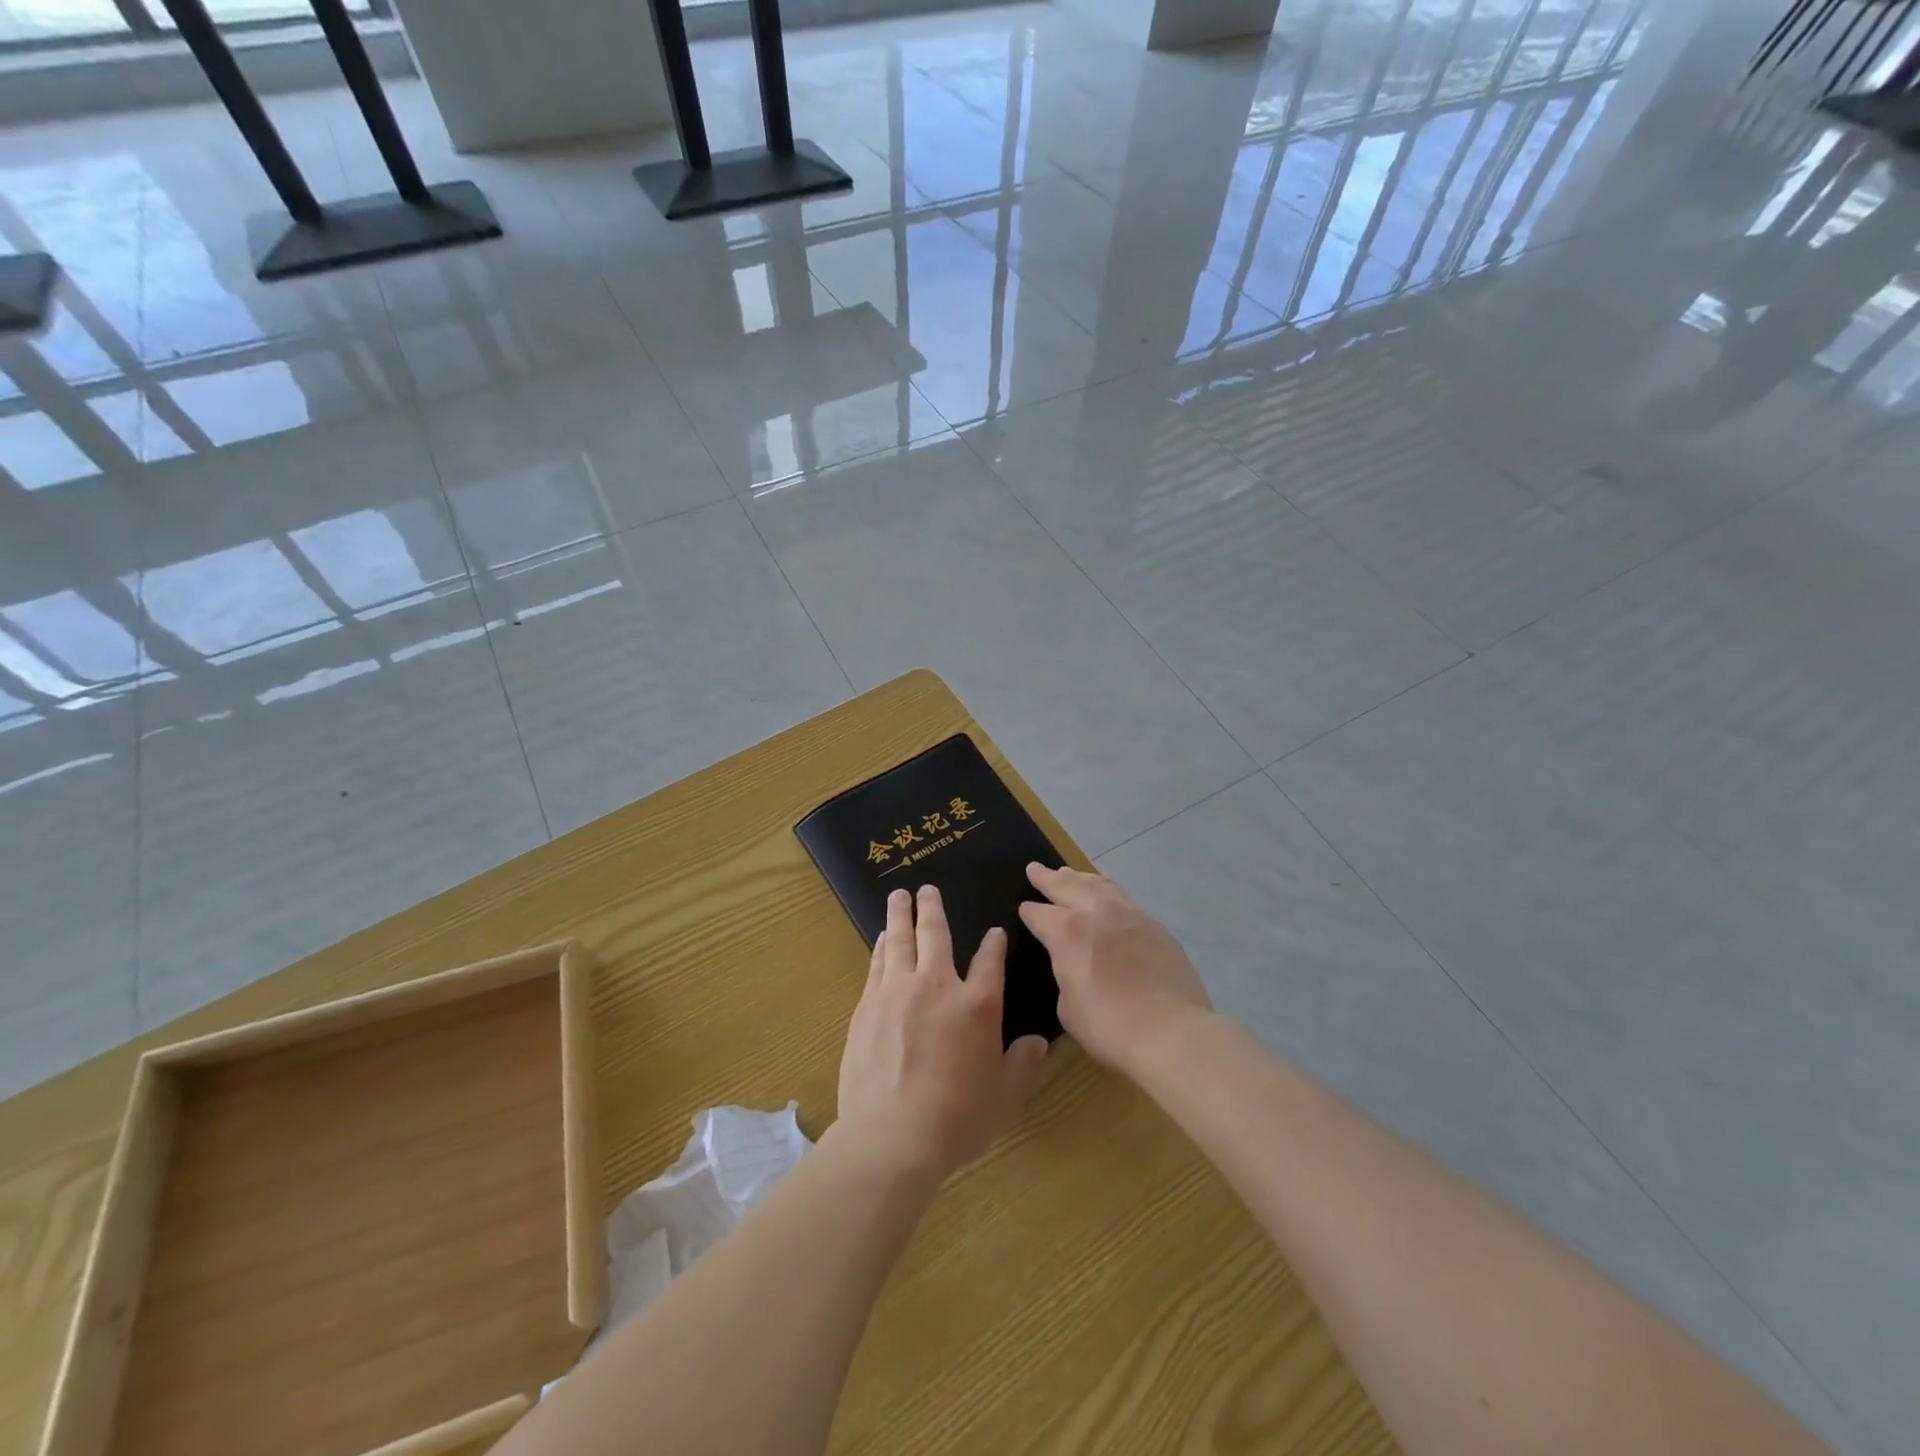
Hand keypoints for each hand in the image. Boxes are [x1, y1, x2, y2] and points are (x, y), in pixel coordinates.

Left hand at [836, 885, 1049, 1176]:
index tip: (994, 932)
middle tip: (926, 888)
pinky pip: (877, 964)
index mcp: (978, 1004)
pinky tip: (880, 939)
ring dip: (900, 915)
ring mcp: (897, 992)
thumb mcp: (1005, 1096)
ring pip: (899, 940)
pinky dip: (881, 946)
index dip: (993, 944)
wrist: (893, 1135)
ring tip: (899, 897)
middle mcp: (938, 986)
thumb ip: (1022, 1064)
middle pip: (935, 934)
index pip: (990, 961)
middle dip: (933, 908)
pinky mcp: (867, 1006)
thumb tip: (1037, 1042)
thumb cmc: (958, 1118)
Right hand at [1019, 864, 1213, 1076]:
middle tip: (1035, 868)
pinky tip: (1107, 897)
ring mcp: (1129, 914)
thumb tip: (1073, 965)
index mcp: (1067, 932)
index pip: (1039, 914)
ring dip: (1079, 877)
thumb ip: (1065, 975)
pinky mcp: (1154, 925)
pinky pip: (1123, 898)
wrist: (1171, 1031)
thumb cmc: (1109, 1025)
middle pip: (1067, 885)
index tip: (1024, 909)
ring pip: (1098, 884)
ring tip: (1070, 873)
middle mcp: (1096, 912)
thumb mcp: (1068, 1007)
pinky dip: (1107, 892)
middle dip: (1048, 877)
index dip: (1029, 912)